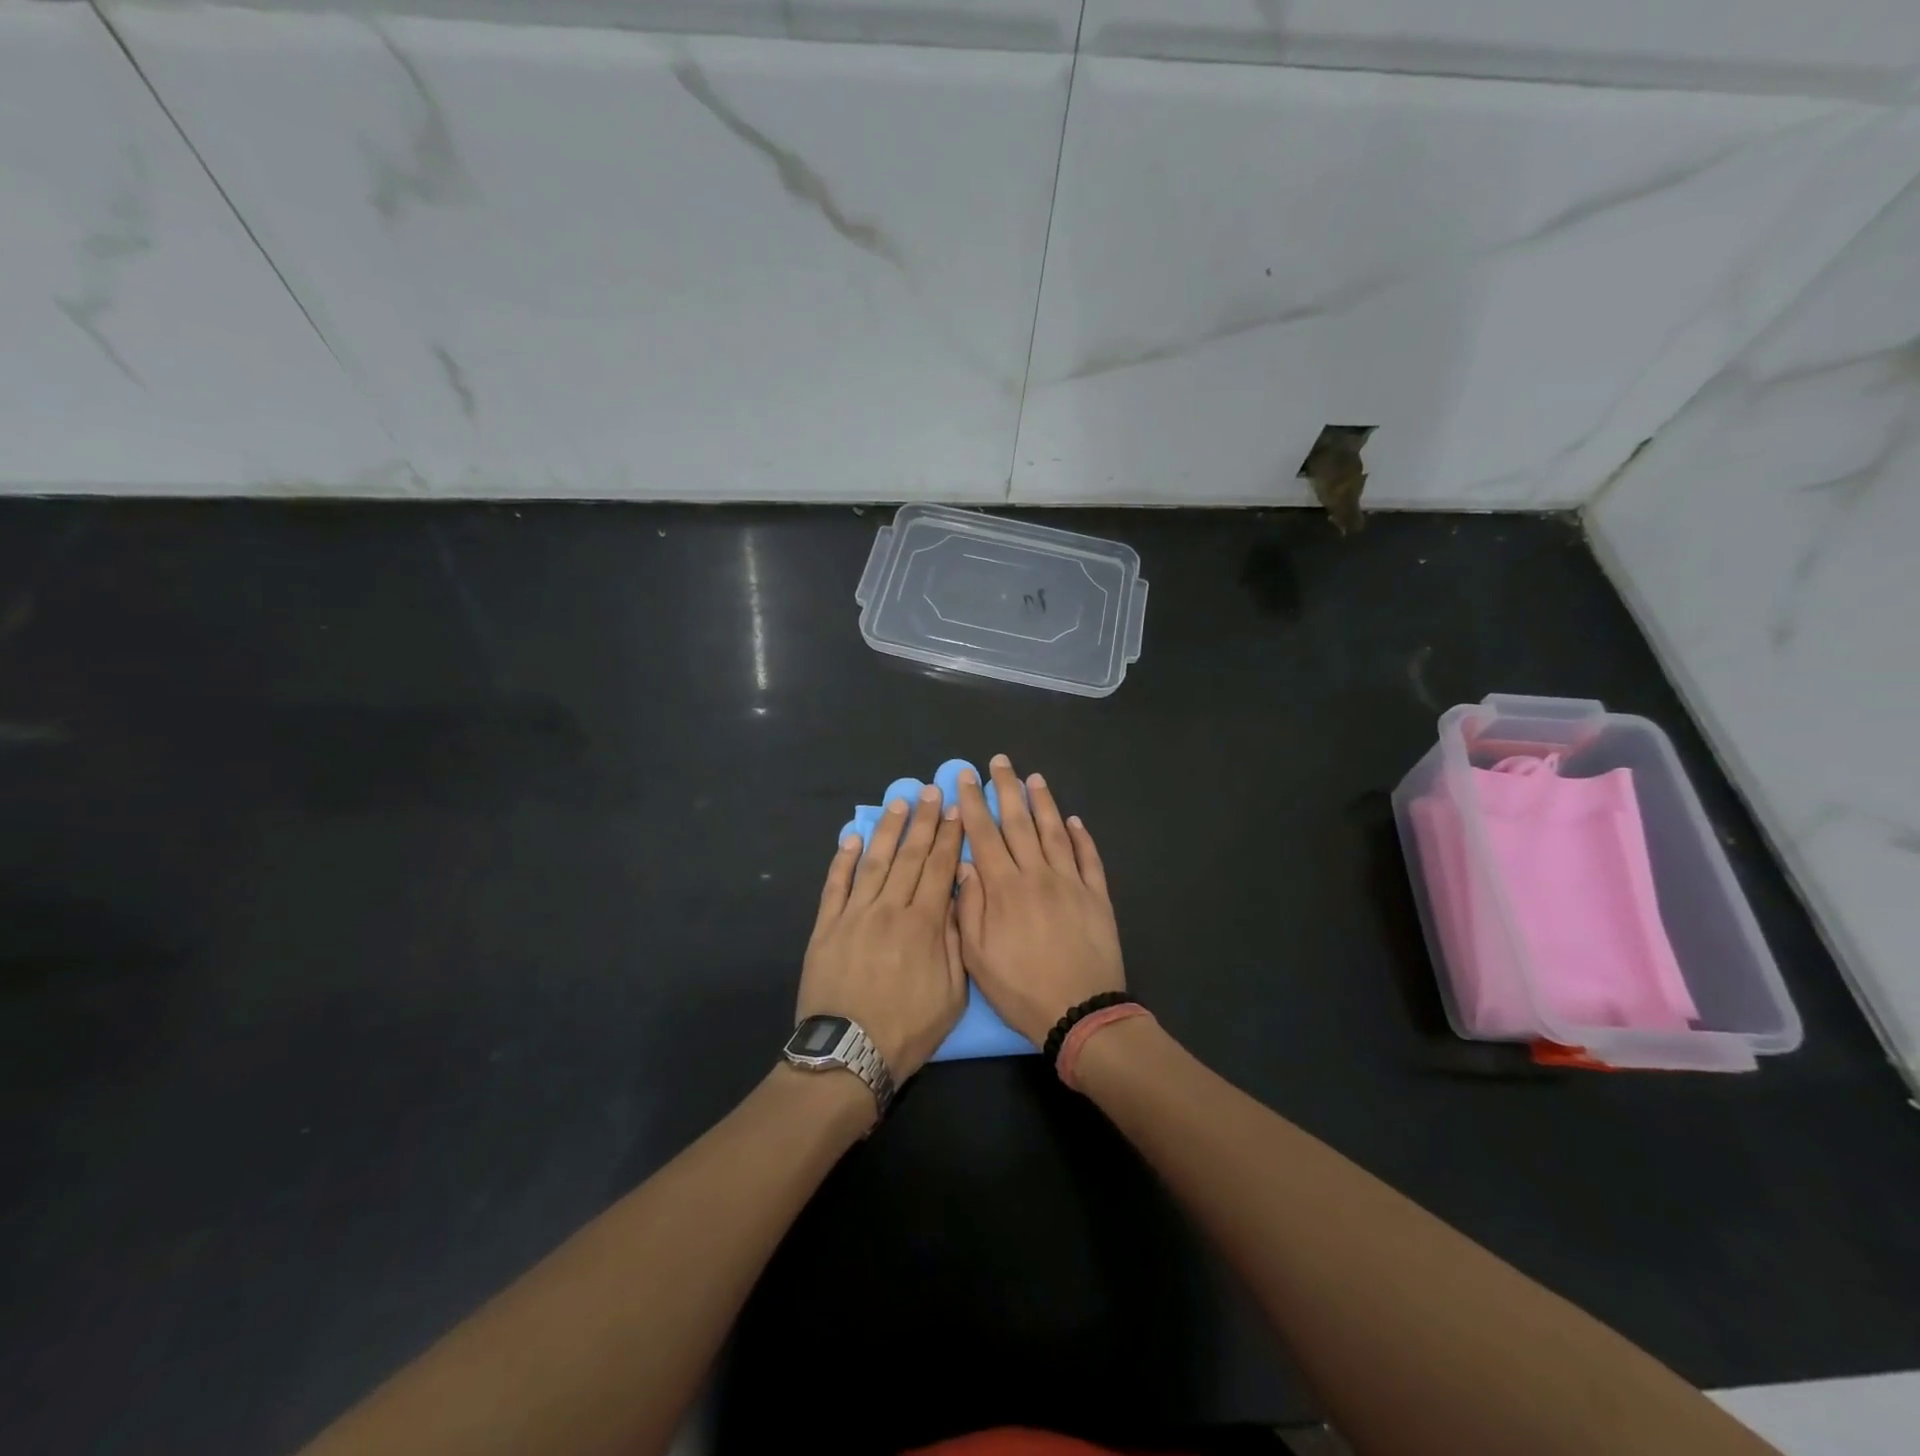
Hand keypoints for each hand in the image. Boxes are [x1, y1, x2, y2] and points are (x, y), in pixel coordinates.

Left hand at [799, 787, 966, 1080]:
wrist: (848, 1055)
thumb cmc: (907, 1029)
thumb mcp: (952, 994)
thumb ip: (955, 941)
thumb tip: (956, 896)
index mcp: (924, 925)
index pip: (939, 869)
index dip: (949, 837)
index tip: (956, 810)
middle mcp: (889, 909)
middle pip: (909, 856)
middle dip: (923, 821)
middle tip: (932, 791)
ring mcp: (854, 915)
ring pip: (874, 862)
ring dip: (887, 829)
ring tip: (899, 803)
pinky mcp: (825, 926)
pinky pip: (835, 885)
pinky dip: (844, 859)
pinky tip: (852, 837)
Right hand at [954, 754, 1124, 1045]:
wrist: (1081, 1012)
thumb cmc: (1021, 989)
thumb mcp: (977, 957)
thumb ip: (968, 907)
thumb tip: (964, 864)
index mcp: (1005, 888)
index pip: (984, 835)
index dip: (973, 803)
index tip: (965, 777)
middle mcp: (1038, 875)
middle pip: (1019, 823)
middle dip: (1006, 789)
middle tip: (999, 761)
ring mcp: (1071, 882)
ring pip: (1055, 832)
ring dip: (1043, 802)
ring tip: (1034, 778)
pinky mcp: (1097, 896)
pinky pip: (1088, 858)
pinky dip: (1081, 837)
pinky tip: (1074, 821)